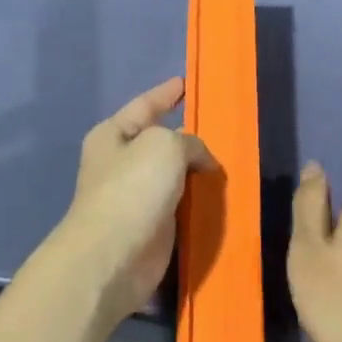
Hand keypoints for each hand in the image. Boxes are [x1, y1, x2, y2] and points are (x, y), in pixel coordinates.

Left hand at [46, 77, 216, 328]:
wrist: (112, 258)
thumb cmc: (132, 189)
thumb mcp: (165, 146)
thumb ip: (189, 142)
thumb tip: (200, 160)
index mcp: (113, 135)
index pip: (145, 105)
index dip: (165, 93)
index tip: (185, 83)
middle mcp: (120, 163)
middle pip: (160, 141)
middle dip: (187, 137)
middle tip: (222, 127)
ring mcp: (134, 197)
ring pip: (173, 175)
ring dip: (196, 172)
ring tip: (229, 161)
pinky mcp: (151, 228)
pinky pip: (180, 205)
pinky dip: (198, 200)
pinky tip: (221, 196)